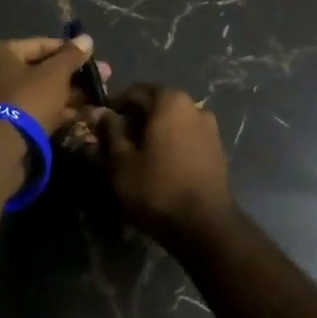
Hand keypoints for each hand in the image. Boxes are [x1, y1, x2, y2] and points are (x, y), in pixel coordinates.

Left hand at [0, 34, 108, 134]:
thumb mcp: (55, 74)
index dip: (71, 52)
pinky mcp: (4, 125)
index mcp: (0, 53)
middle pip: (41, 70)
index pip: (42, 45)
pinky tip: (80, 116)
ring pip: (39, 92)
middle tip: (101, 82)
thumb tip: (86, 38)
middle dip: (73, 77)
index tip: (95, 60)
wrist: (1, 150)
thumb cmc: (28, 100)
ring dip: (68, 96)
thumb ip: (71, 55)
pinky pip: (34, 110)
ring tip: (97, 100)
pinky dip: (55, 111)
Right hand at [83, 84, 232, 243]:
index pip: (134, 92)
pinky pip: (187, 137)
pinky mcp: (217, 149)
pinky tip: (162, 166)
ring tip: (139, 157)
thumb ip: (109, 131)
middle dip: (136, 120)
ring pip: (173, 122)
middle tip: (118, 144)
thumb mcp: (121, 162)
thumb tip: (99, 112)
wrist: (205, 225)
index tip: (102, 127)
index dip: (115, 107)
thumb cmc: (157, 188)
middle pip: (156, 105)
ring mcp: (210, 127)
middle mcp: (193, 105)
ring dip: (155, 132)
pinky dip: (172, 144)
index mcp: (169, 100)